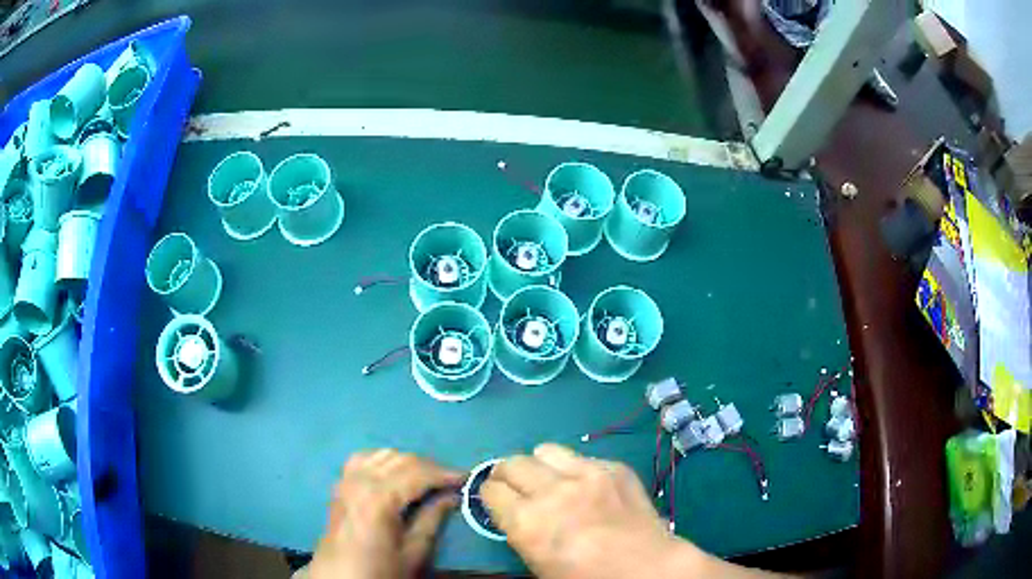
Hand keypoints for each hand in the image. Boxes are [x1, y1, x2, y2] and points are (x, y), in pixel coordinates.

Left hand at [308, 449, 462, 578]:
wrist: (340, 578)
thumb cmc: (380, 570)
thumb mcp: (413, 553)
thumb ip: (432, 520)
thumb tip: (452, 496)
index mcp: (378, 498)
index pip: (418, 473)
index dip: (445, 473)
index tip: (468, 477)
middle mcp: (360, 480)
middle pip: (402, 459)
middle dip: (431, 467)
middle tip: (453, 482)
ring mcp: (346, 480)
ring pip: (384, 454)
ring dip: (409, 462)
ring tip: (428, 479)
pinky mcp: (340, 485)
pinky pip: (364, 458)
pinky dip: (384, 460)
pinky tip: (395, 473)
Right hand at [481, 444, 767, 578]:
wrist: (646, 568)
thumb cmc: (587, 578)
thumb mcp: (538, 563)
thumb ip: (521, 530)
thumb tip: (516, 511)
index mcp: (527, 521)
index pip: (490, 489)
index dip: (492, 496)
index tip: (499, 502)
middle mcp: (552, 491)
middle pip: (511, 463)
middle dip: (508, 475)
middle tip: (518, 488)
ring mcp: (587, 474)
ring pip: (545, 450)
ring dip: (542, 466)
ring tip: (553, 482)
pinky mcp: (614, 467)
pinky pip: (583, 457)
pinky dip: (578, 470)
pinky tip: (591, 489)